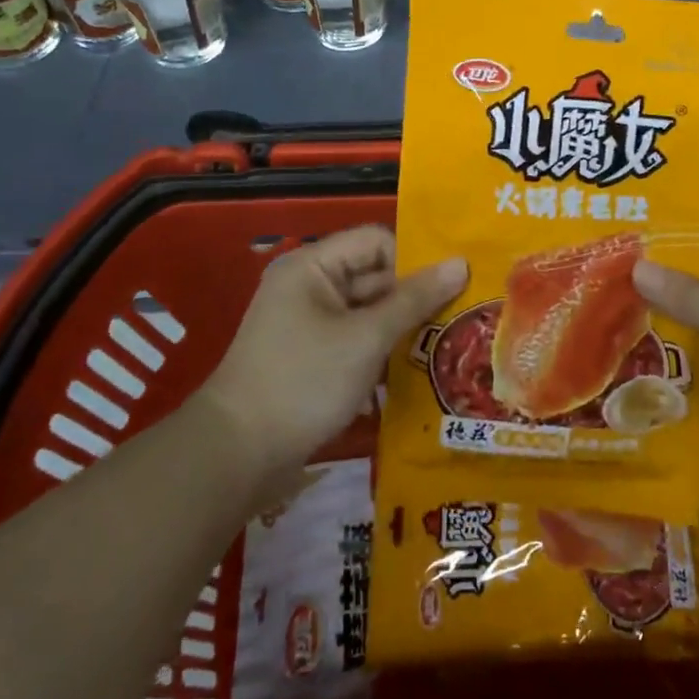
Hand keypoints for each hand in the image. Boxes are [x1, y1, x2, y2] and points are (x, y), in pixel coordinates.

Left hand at [198, 226, 466, 475]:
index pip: (376, 241)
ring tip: (449, 345)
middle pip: (375, 276)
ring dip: (403, 328)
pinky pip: (358, 341)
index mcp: (313, 266)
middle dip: (415, 297)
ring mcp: (310, 324)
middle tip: (462, 317)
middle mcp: (310, 286)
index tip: (451, 288)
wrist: (236, 456)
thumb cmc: (303, 382)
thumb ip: (415, 299)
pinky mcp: (313, 358)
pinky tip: (417, 371)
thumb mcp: (366, 338)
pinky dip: (383, 352)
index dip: (413, 259)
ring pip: (370, 312)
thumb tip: (461, 263)